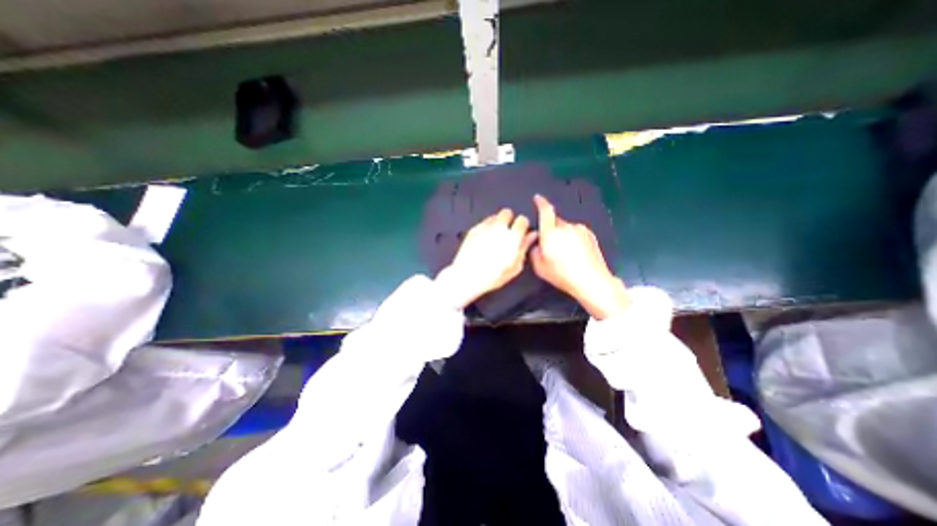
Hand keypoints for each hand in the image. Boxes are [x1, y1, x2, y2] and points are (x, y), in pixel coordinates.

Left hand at [433, 207, 534, 308]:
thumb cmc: (492, 275)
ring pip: (494, 216)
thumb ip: (524, 248)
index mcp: (512, 237)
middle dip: (509, 219)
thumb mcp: (515, 266)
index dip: (523, 225)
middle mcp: (498, 228)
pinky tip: (485, 240)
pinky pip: (483, 223)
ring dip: (497, 223)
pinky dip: (486, 228)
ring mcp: (484, 227)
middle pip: (507, 212)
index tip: (521, 231)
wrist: (468, 276)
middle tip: (508, 231)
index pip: (522, 220)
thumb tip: (531, 237)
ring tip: (496, 236)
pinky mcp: (473, 230)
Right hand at [527, 194, 628, 317]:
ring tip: (564, 252)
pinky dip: (572, 238)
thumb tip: (537, 243)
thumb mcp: (539, 267)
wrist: (591, 280)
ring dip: (562, 234)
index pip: (545, 211)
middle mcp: (565, 227)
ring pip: (565, 227)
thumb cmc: (562, 274)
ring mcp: (579, 229)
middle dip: (550, 228)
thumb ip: (534, 251)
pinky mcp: (589, 234)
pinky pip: (576, 232)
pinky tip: (575, 252)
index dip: (541, 203)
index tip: (537, 198)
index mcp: (551, 233)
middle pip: (554, 221)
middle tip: (550, 245)